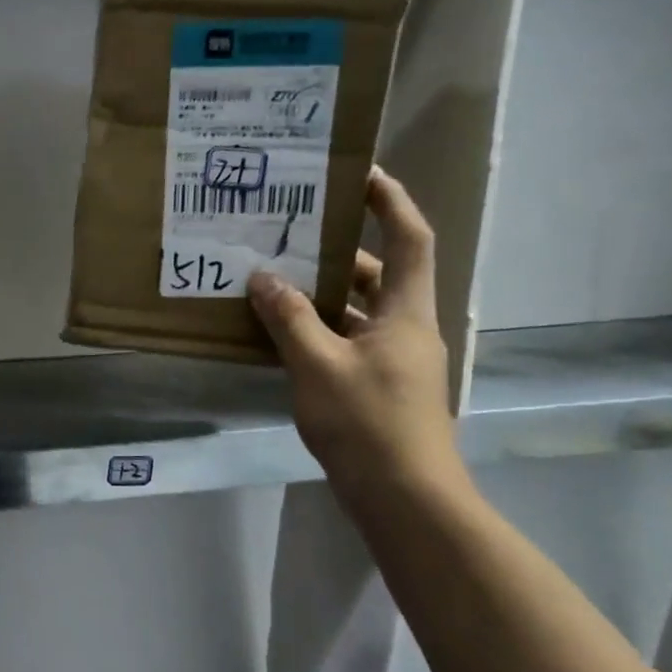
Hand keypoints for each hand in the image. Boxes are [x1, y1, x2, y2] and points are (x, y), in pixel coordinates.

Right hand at [248, 168, 465, 504]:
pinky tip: (280, 336)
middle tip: (292, 234)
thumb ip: (289, 319)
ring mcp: (394, 361)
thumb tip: (262, 278)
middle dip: (338, 252)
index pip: (409, 238)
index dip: (389, 201)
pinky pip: (348, 343)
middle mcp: (406, 329)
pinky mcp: (379, 388)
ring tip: (274, 281)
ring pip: (359, 312)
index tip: (359, 174)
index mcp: (406, 312)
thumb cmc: (367, 424)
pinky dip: (319, 332)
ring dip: (322, 296)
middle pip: (378, 274)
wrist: (404, 497)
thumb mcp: (318, 366)